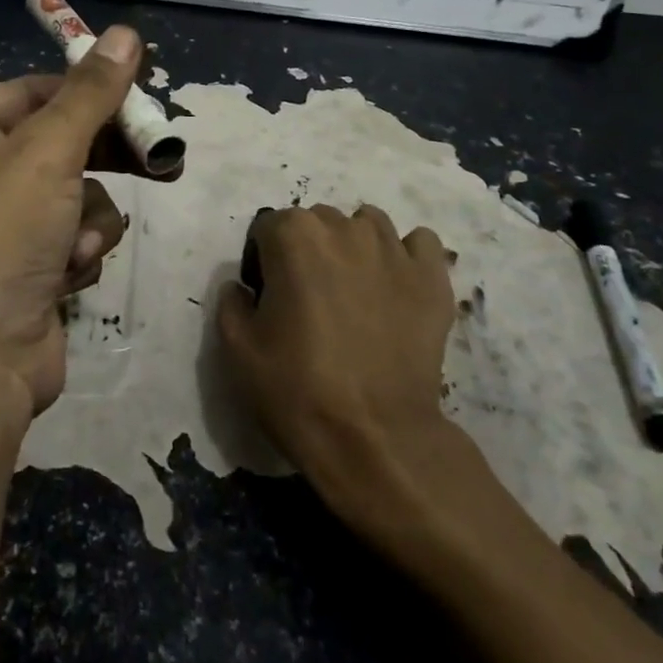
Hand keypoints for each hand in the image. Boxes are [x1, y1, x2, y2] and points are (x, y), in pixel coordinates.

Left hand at [0, 26, 147, 418]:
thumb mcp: (48, 152)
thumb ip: (92, 92)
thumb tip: (127, 32)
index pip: (36, 88)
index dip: (89, 90)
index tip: (142, 95)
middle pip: (60, 139)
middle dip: (104, 158)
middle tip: (156, 160)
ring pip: (75, 190)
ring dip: (89, 216)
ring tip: (79, 244)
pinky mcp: (23, 265)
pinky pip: (72, 233)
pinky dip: (80, 249)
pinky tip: (70, 274)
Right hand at [216, 204, 462, 500]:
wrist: (376, 441)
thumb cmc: (298, 390)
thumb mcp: (237, 349)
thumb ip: (231, 302)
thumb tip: (242, 287)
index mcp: (293, 236)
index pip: (268, 227)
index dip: (264, 261)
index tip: (269, 298)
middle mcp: (343, 228)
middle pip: (318, 221)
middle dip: (309, 249)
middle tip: (310, 299)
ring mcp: (393, 249)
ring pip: (367, 224)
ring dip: (354, 245)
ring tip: (354, 291)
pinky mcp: (431, 278)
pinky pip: (419, 244)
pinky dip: (406, 256)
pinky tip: (396, 286)